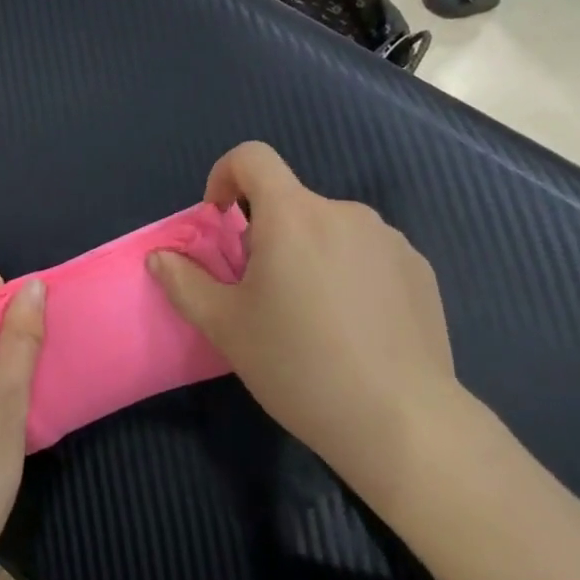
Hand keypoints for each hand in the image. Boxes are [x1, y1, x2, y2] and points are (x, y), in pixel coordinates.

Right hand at [148, 142, 462, 504]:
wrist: (402, 422)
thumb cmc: (299, 366)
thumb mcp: (225, 327)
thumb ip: (184, 282)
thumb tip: (160, 257)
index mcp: (293, 216)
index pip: (252, 157)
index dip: (225, 176)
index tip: (221, 221)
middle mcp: (343, 213)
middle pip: (289, 202)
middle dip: (266, 234)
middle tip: (262, 294)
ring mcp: (388, 239)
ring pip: (328, 230)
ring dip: (308, 253)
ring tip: (312, 316)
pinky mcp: (419, 269)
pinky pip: (366, 253)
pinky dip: (347, 272)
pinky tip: (354, 327)